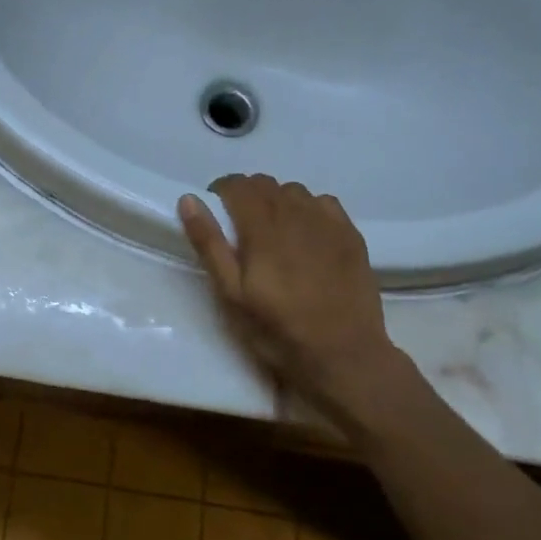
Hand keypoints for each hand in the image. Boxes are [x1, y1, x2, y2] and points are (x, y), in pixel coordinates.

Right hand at [177, 176, 407, 417]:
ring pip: (295, 191)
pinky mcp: (351, 236)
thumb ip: (209, 244)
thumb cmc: (277, 330)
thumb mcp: (231, 294)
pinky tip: (306, 235)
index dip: (221, 191)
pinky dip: (308, 209)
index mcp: (262, 227)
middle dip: (247, 195)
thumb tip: (189, 200)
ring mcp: (328, 223)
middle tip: (240, 228)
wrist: (344, 355)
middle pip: (266, 183)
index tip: (216, 212)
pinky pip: (324, 203)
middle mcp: (296, 214)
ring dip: (277, 201)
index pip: (237, 185)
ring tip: (273, 232)